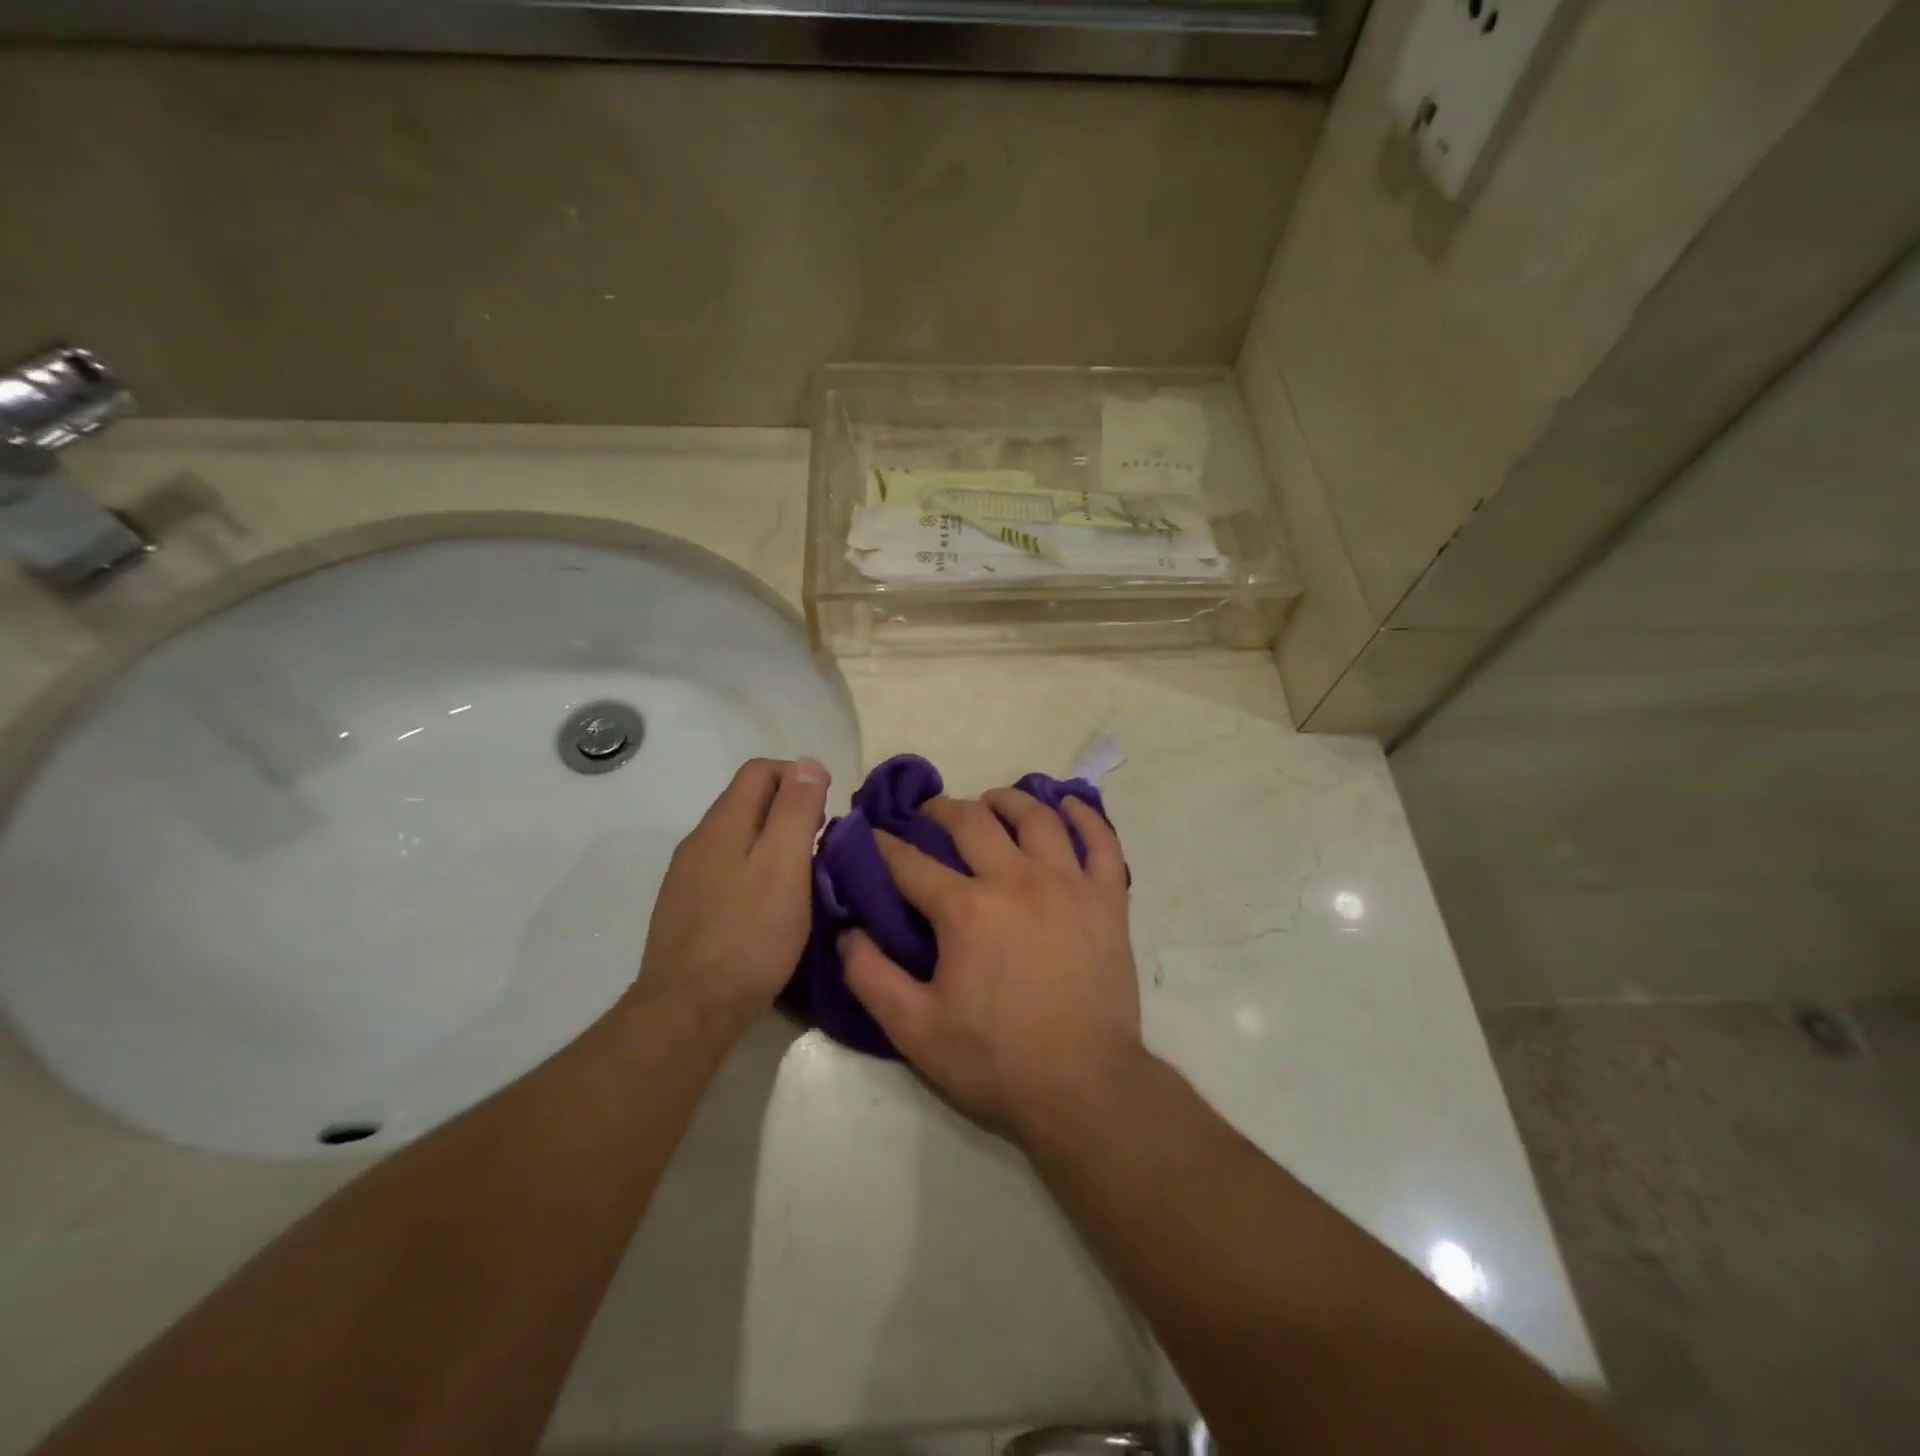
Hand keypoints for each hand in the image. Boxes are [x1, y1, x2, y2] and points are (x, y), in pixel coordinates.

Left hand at [635, 757, 828, 1038]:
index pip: (759, 771)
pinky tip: (770, 902)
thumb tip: (807, 764)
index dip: (799, 776)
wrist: (689, 1010)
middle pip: (746, 801)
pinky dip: (754, 868)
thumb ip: (796, 810)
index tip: (829, 808)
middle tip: (822, 841)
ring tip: (803, 872)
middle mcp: (698, 841)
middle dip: (789, 808)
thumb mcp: (785, 865)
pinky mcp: (685, 909)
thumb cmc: (749, 935)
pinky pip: (726, 869)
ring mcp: (686, 877)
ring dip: (772, 840)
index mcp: (722, 824)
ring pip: (737, 837)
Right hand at [841, 789, 1142, 1141]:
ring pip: (1036, 818)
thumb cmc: (996, 1060)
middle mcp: (1016, 880)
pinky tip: (1068, 804)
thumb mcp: (915, 1031)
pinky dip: (1086, 816)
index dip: (883, 844)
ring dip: (1008, 800)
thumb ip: (871, 977)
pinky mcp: (1108, 898)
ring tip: (991, 801)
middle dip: (941, 809)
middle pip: (973, 821)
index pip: (910, 862)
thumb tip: (847, 931)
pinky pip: (1102, 841)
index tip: (870, 833)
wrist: (1085, 1087)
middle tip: (929, 813)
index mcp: (966, 909)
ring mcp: (1068, 884)